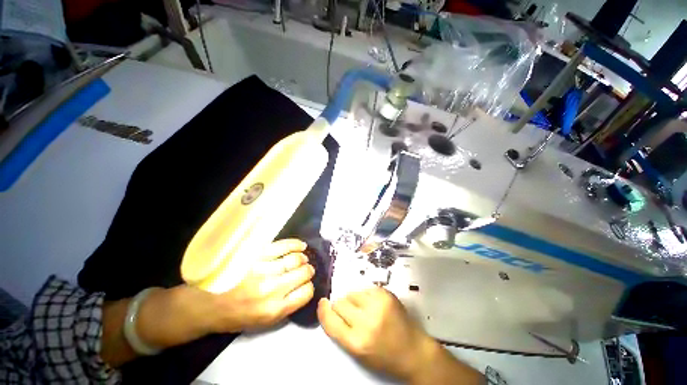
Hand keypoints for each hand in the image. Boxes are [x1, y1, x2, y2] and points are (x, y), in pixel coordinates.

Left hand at [211, 239, 314, 331]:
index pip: (305, 293)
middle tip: (307, 269)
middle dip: (308, 271)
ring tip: (303, 259)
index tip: (306, 284)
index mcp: (273, 310)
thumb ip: (286, 307)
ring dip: (303, 259)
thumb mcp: (263, 322)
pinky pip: (283, 246)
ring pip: (295, 259)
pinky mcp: (256, 255)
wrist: (205, 303)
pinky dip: (295, 245)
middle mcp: (270, 289)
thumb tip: (304, 288)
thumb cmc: (235, 315)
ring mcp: (263, 269)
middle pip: (303, 274)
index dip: (309, 287)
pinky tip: (301, 246)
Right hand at [317, 287, 433, 381]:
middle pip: (340, 303)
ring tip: (366, 310)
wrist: (414, 350)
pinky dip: (366, 296)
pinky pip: (365, 289)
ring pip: (352, 293)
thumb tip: (330, 307)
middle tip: (353, 314)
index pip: (330, 321)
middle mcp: (366, 321)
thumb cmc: (384, 355)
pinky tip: (375, 305)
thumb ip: (342, 330)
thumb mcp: (358, 351)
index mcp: (357, 342)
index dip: (324, 311)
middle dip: (342, 307)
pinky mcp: (386, 294)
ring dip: (354, 300)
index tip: (322, 303)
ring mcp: (377, 304)